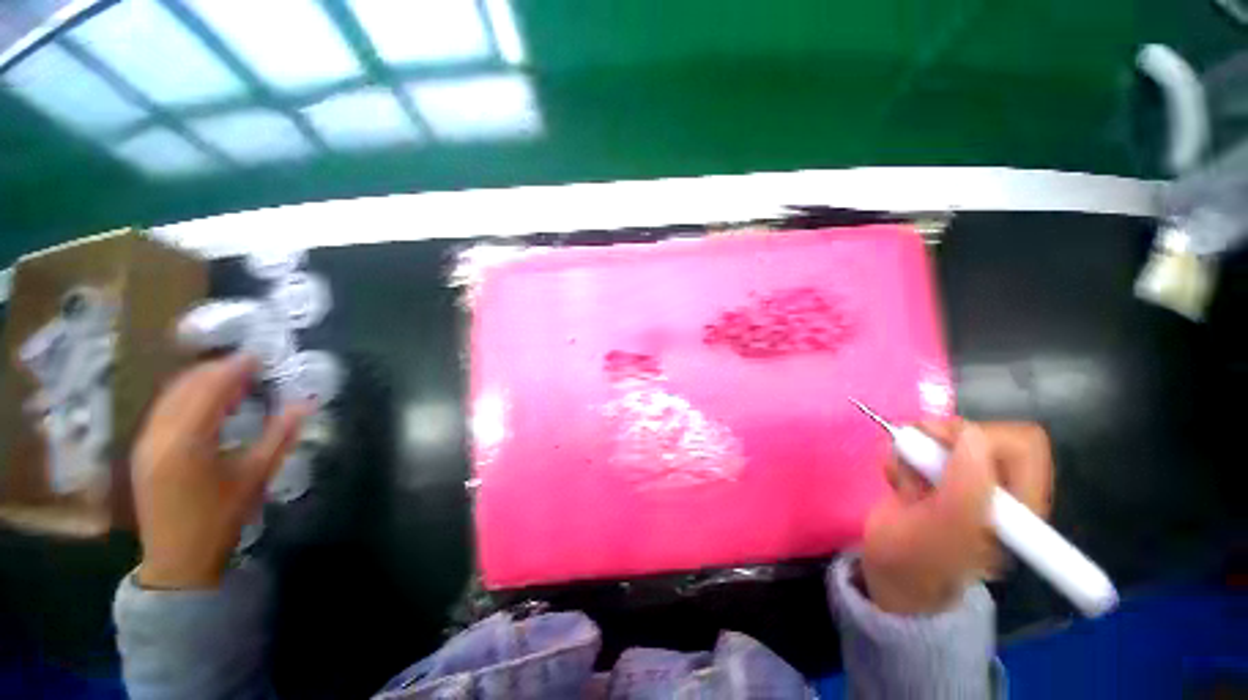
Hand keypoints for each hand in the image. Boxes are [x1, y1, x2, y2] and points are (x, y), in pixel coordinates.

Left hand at [131, 355, 304, 589]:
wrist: (177, 560)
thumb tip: (305, 404)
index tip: (258, 355)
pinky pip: (163, 408)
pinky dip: (186, 396)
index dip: (234, 368)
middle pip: (185, 386)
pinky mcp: (143, 449)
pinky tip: (205, 402)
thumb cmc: (220, 519)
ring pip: (170, 395)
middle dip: (216, 370)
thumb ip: (279, 436)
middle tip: (248, 365)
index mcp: (187, 442)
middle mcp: (159, 434)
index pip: (210, 389)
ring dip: (200, 381)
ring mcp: (146, 441)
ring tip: (230, 379)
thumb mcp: (256, 477)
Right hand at [861, 419, 1052, 614]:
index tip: (941, 445)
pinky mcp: (936, 475)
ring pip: (946, 437)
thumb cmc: (916, 559)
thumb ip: (967, 485)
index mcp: (1019, 508)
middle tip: (912, 451)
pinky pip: (920, 446)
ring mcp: (966, 481)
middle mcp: (998, 490)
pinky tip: (895, 479)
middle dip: (942, 438)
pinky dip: (902, 455)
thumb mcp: (944, 530)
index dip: (982, 438)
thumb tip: (971, 433)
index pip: (1022, 447)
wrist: (885, 570)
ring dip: (915, 449)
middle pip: (984, 436)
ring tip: (901, 477)